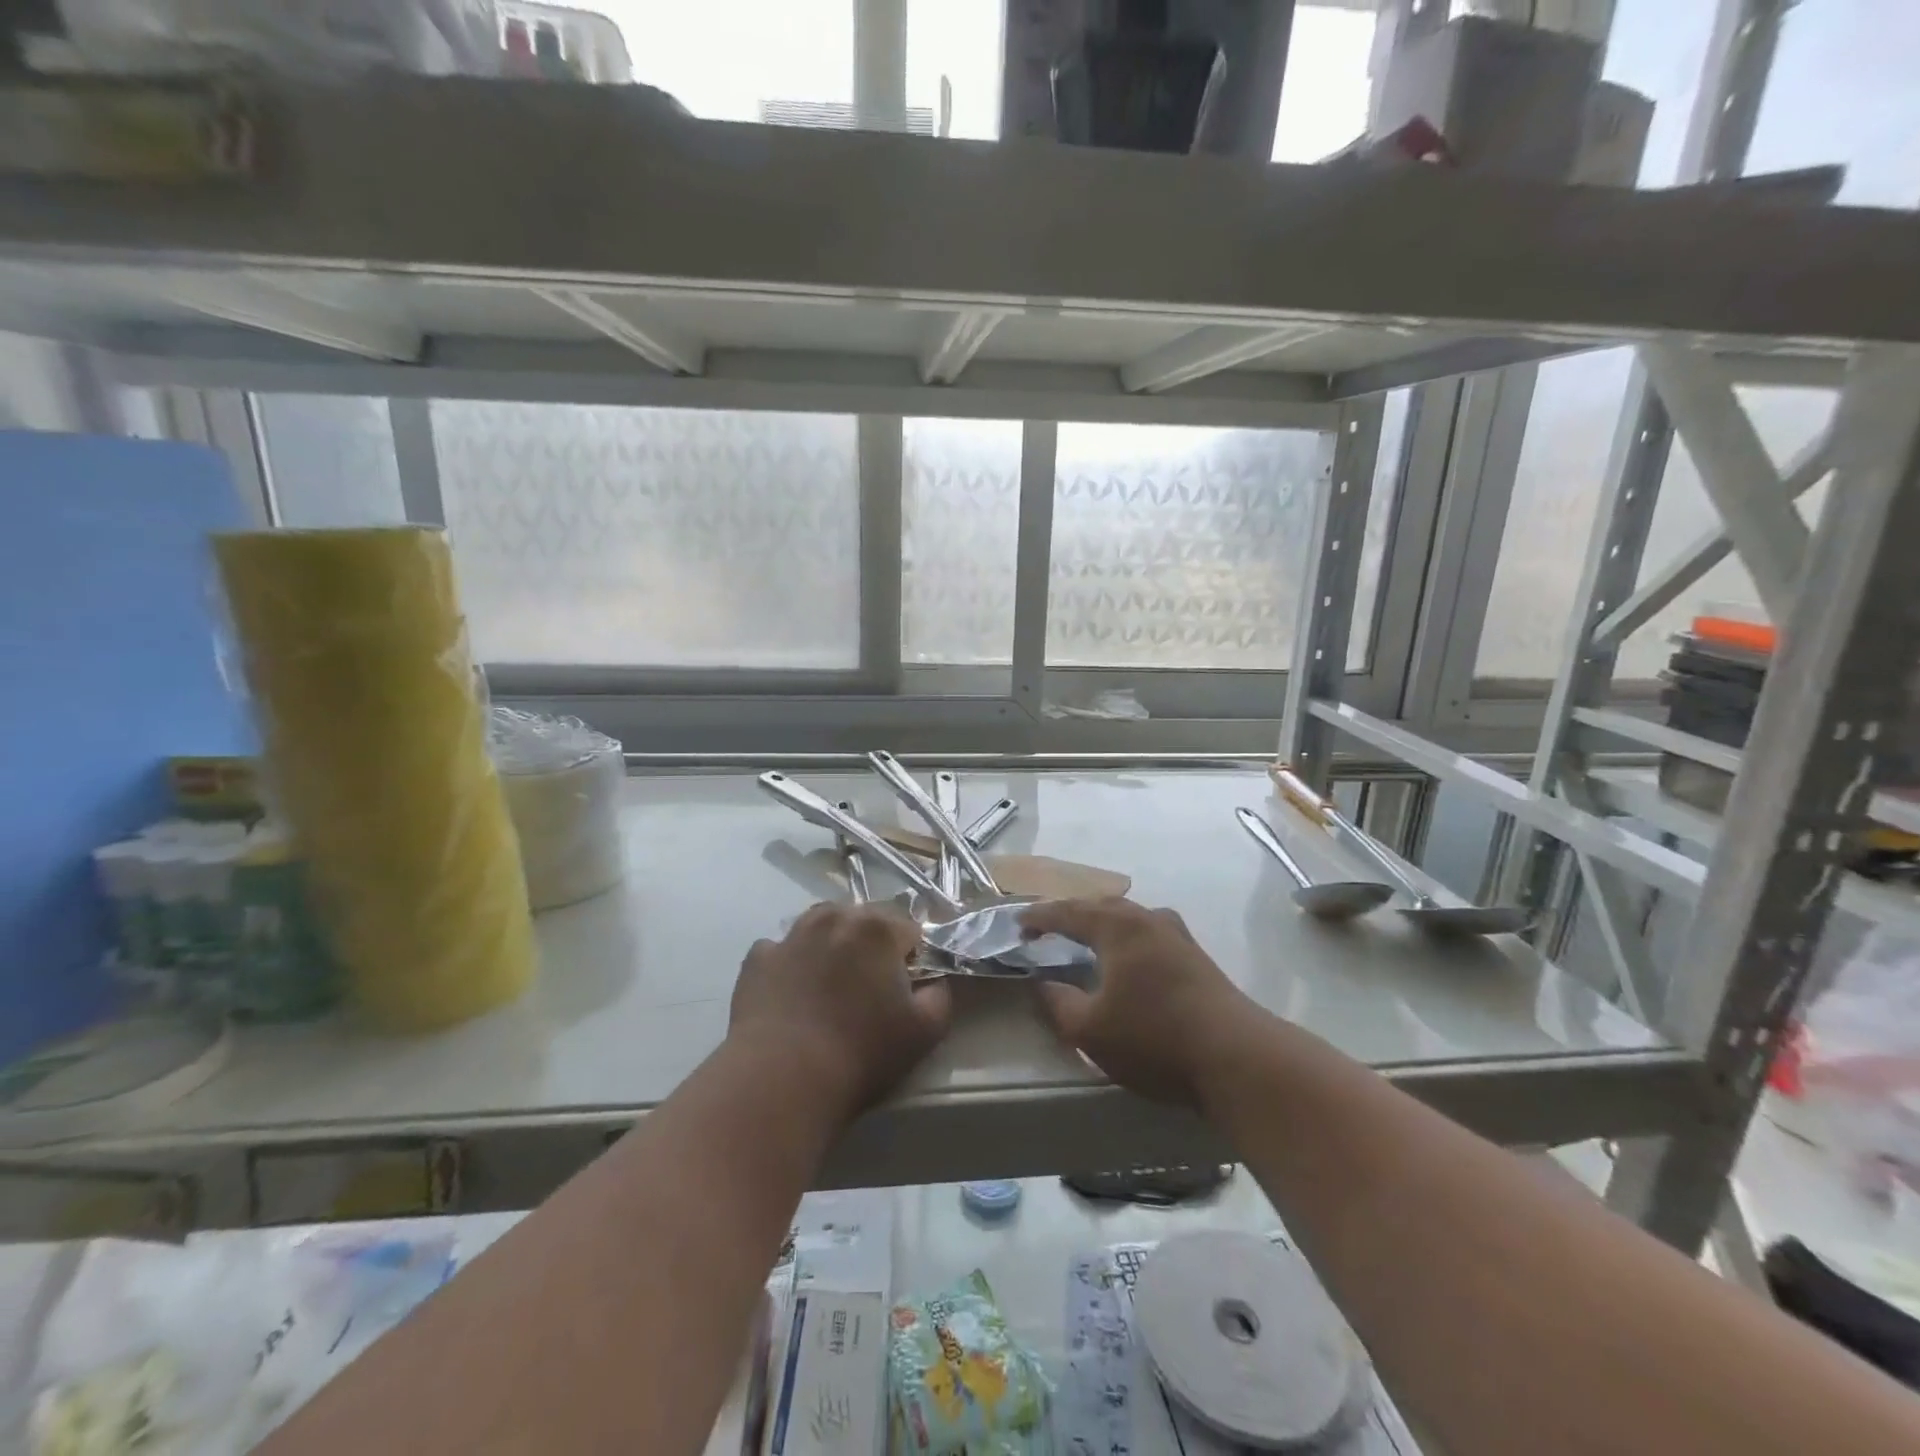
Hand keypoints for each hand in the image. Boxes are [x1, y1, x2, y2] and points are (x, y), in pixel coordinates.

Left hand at [730, 902, 952, 1119]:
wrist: (781, 1078)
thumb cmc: (861, 1053)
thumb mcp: (924, 1032)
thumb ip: (940, 997)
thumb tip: (933, 983)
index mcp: (878, 930)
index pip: (908, 928)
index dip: (912, 956)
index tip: (906, 986)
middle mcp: (834, 919)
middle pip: (864, 919)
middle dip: (872, 944)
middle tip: (870, 987)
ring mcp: (791, 936)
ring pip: (821, 925)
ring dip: (831, 943)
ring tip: (831, 983)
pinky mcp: (757, 958)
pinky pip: (781, 950)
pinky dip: (790, 963)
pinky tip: (792, 992)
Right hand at [1020, 898, 1249, 1106]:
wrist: (1237, 1057)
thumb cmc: (1154, 1038)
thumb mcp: (1090, 1030)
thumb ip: (1059, 1003)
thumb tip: (1043, 985)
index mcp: (1117, 926)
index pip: (1068, 912)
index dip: (1040, 917)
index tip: (1018, 925)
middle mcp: (1147, 919)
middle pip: (1101, 906)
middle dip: (1072, 914)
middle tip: (1048, 928)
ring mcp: (1177, 936)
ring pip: (1130, 918)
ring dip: (1102, 924)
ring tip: (1086, 939)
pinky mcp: (1197, 957)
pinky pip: (1149, 933)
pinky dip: (1126, 938)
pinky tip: (1128, 960)